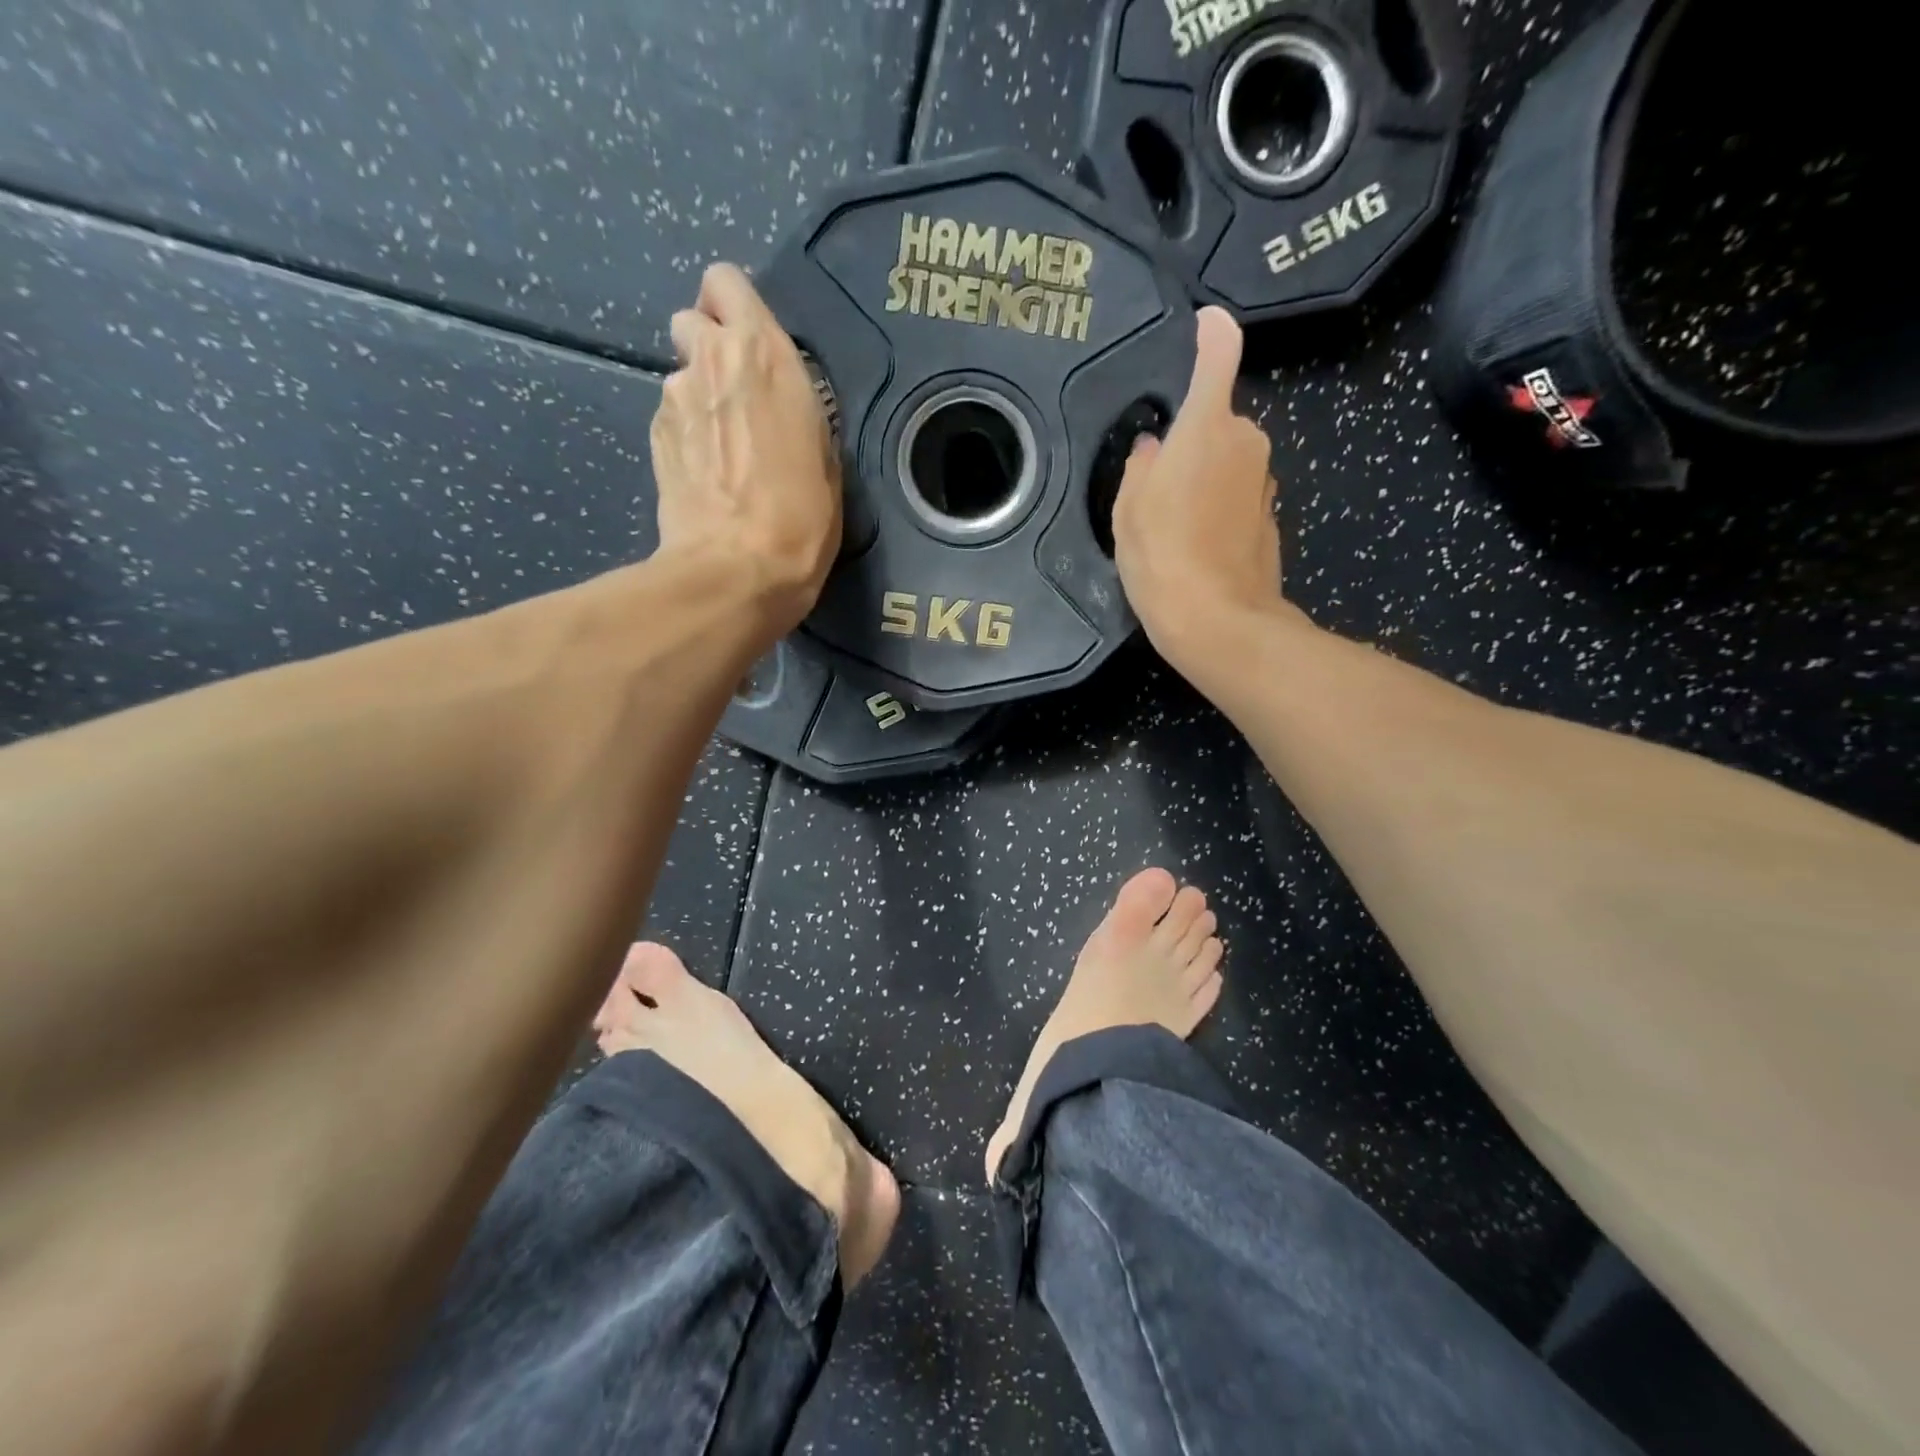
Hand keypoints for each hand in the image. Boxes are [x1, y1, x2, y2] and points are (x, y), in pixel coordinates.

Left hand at [651, 263, 840, 631]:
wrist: (737, 568)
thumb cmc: (802, 516)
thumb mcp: (825, 458)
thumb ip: (795, 409)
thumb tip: (772, 405)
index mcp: (763, 354)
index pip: (725, 282)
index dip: (734, 307)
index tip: (752, 343)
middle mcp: (710, 360)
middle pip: (691, 319)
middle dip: (709, 345)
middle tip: (736, 394)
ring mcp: (673, 399)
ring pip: (679, 373)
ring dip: (698, 396)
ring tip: (724, 447)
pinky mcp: (654, 439)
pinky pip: (671, 417)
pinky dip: (686, 433)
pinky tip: (707, 473)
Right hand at [1113, 307, 1286, 666]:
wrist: (1218, 621)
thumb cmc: (1162, 557)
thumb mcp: (1128, 510)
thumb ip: (1141, 466)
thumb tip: (1154, 450)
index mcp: (1207, 428)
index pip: (1218, 356)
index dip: (1211, 332)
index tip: (1203, 323)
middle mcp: (1246, 441)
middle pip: (1217, 420)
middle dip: (1191, 438)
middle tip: (1155, 485)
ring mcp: (1264, 480)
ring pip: (1229, 459)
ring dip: (1204, 475)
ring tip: (1173, 523)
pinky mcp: (1271, 515)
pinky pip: (1238, 492)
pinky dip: (1219, 505)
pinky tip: (1197, 542)